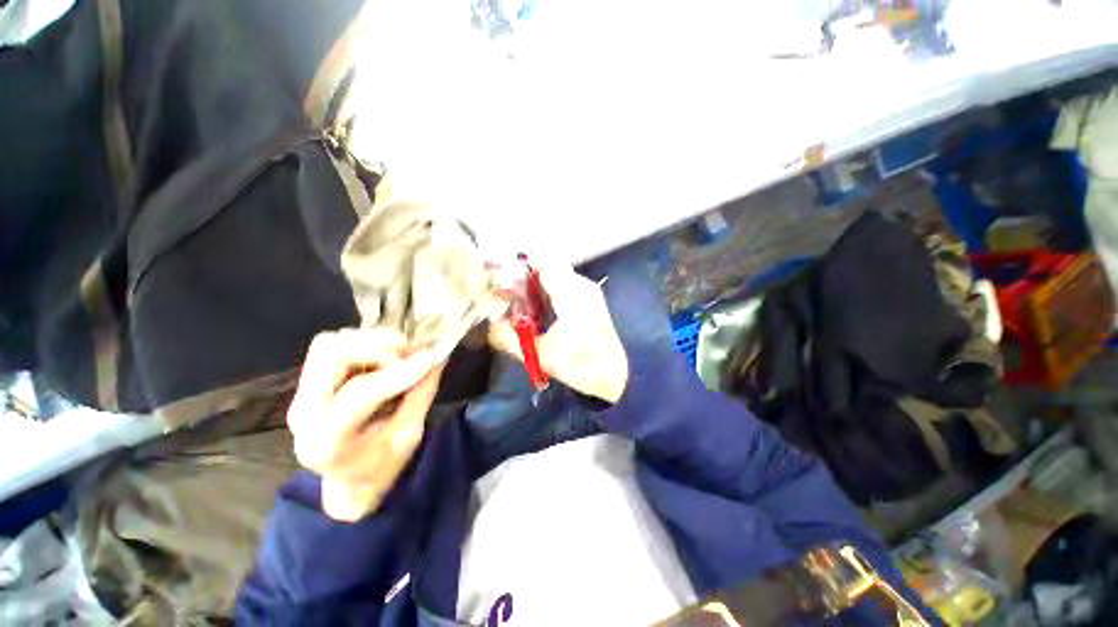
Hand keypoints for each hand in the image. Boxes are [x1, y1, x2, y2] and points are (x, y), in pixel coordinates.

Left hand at [287, 329, 444, 521]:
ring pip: (330, 345)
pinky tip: (385, 354)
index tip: (431, 358)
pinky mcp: (309, 382)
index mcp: (326, 441)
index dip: (401, 371)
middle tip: (412, 351)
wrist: (350, 481)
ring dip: (371, 341)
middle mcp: (304, 412)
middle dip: (379, 348)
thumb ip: (421, 394)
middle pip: (332, 357)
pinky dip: (362, 342)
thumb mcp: (408, 436)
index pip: (361, 393)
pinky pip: (332, 346)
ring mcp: (302, 394)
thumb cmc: (381, 466)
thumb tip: (437, 357)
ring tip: (402, 351)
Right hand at [490, 264, 628, 402]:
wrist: (616, 376)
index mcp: (571, 294)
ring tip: (522, 306)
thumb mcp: (540, 355)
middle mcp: (581, 286)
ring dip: (537, 288)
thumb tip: (491, 325)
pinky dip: (549, 294)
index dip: (520, 271)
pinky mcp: (591, 300)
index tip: (503, 284)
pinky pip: (565, 287)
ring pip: (556, 277)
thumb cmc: (580, 365)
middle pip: (548, 269)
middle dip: (526, 281)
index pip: (542, 265)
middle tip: (508, 297)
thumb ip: (510, 339)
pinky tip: (541, 313)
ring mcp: (589, 291)